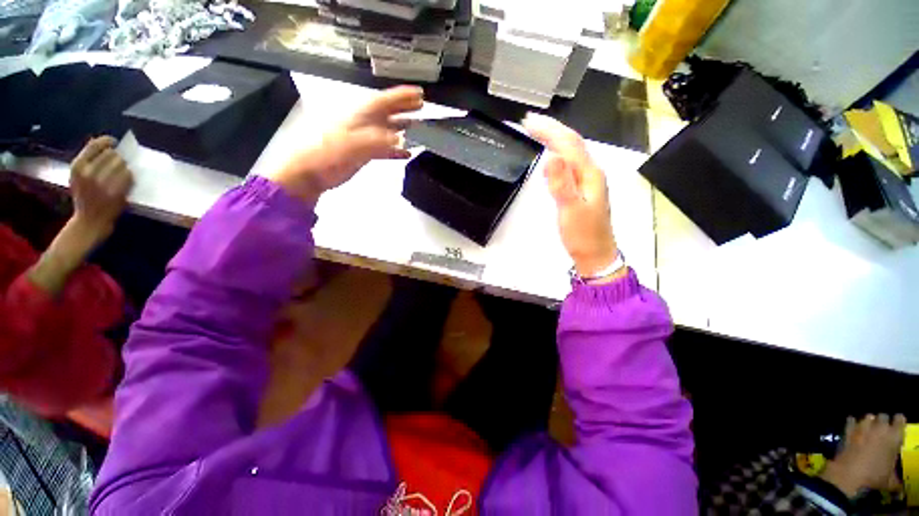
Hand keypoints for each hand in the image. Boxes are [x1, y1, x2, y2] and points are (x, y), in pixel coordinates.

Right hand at [69, 136, 133, 243]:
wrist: (90, 220)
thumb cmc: (83, 197)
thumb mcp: (77, 176)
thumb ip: (87, 160)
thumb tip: (98, 140)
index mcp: (77, 167)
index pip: (95, 145)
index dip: (107, 141)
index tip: (114, 142)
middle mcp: (89, 173)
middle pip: (112, 154)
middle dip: (117, 157)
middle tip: (117, 165)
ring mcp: (103, 183)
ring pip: (122, 164)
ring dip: (124, 167)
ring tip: (120, 174)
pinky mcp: (116, 192)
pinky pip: (129, 176)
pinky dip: (130, 177)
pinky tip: (125, 182)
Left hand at [268, 86, 423, 204]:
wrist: (309, 174)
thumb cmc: (326, 155)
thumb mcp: (352, 145)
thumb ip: (376, 141)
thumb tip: (400, 140)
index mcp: (359, 117)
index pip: (383, 101)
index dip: (401, 96)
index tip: (419, 93)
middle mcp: (363, 124)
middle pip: (386, 112)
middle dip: (404, 107)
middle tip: (421, 104)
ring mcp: (363, 140)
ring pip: (386, 130)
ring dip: (401, 126)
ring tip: (416, 124)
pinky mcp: (363, 154)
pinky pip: (384, 149)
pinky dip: (395, 151)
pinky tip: (406, 153)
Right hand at [522, 113, 620, 281]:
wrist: (595, 254)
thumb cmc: (583, 234)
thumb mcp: (571, 209)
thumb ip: (561, 183)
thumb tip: (551, 156)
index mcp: (589, 174)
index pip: (569, 144)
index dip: (550, 130)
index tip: (528, 122)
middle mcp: (591, 172)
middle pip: (572, 144)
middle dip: (551, 130)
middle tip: (529, 123)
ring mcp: (588, 181)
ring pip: (571, 153)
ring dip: (554, 139)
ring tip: (537, 132)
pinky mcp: (582, 189)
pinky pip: (569, 164)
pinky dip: (558, 154)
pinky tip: (551, 156)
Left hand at [821, 414, 906, 497]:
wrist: (850, 474)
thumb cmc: (874, 477)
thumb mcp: (891, 479)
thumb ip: (896, 474)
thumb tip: (898, 480)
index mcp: (894, 436)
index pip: (900, 419)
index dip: (899, 422)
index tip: (898, 426)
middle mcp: (880, 428)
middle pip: (883, 416)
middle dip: (883, 421)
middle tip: (883, 430)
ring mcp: (862, 427)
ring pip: (868, 417)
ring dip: (869, 422)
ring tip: (869, 430)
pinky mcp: (848, 430)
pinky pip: (851, 420)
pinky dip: (853, 423)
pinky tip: (854, 428)